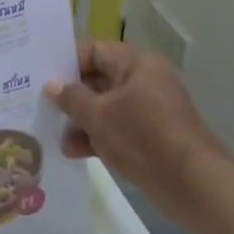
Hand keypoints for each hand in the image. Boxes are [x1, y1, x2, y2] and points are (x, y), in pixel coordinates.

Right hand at [46, 40, 229, 226]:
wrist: (192, 184)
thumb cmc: (142, 138)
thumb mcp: (99, 116)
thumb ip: (71, 98)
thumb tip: (52, 86)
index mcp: (135, 64)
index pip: (93, 50)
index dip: (66, 62)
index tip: (41, 78)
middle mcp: (143, 80)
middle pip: (98, 78)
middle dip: (70, 96)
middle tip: (42, 107)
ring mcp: (149, 108)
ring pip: (106, 106)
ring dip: (81, 121)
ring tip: (56, 137)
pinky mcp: (151, 134)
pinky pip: (117, 127)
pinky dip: (97, 136)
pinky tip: (73, 152)